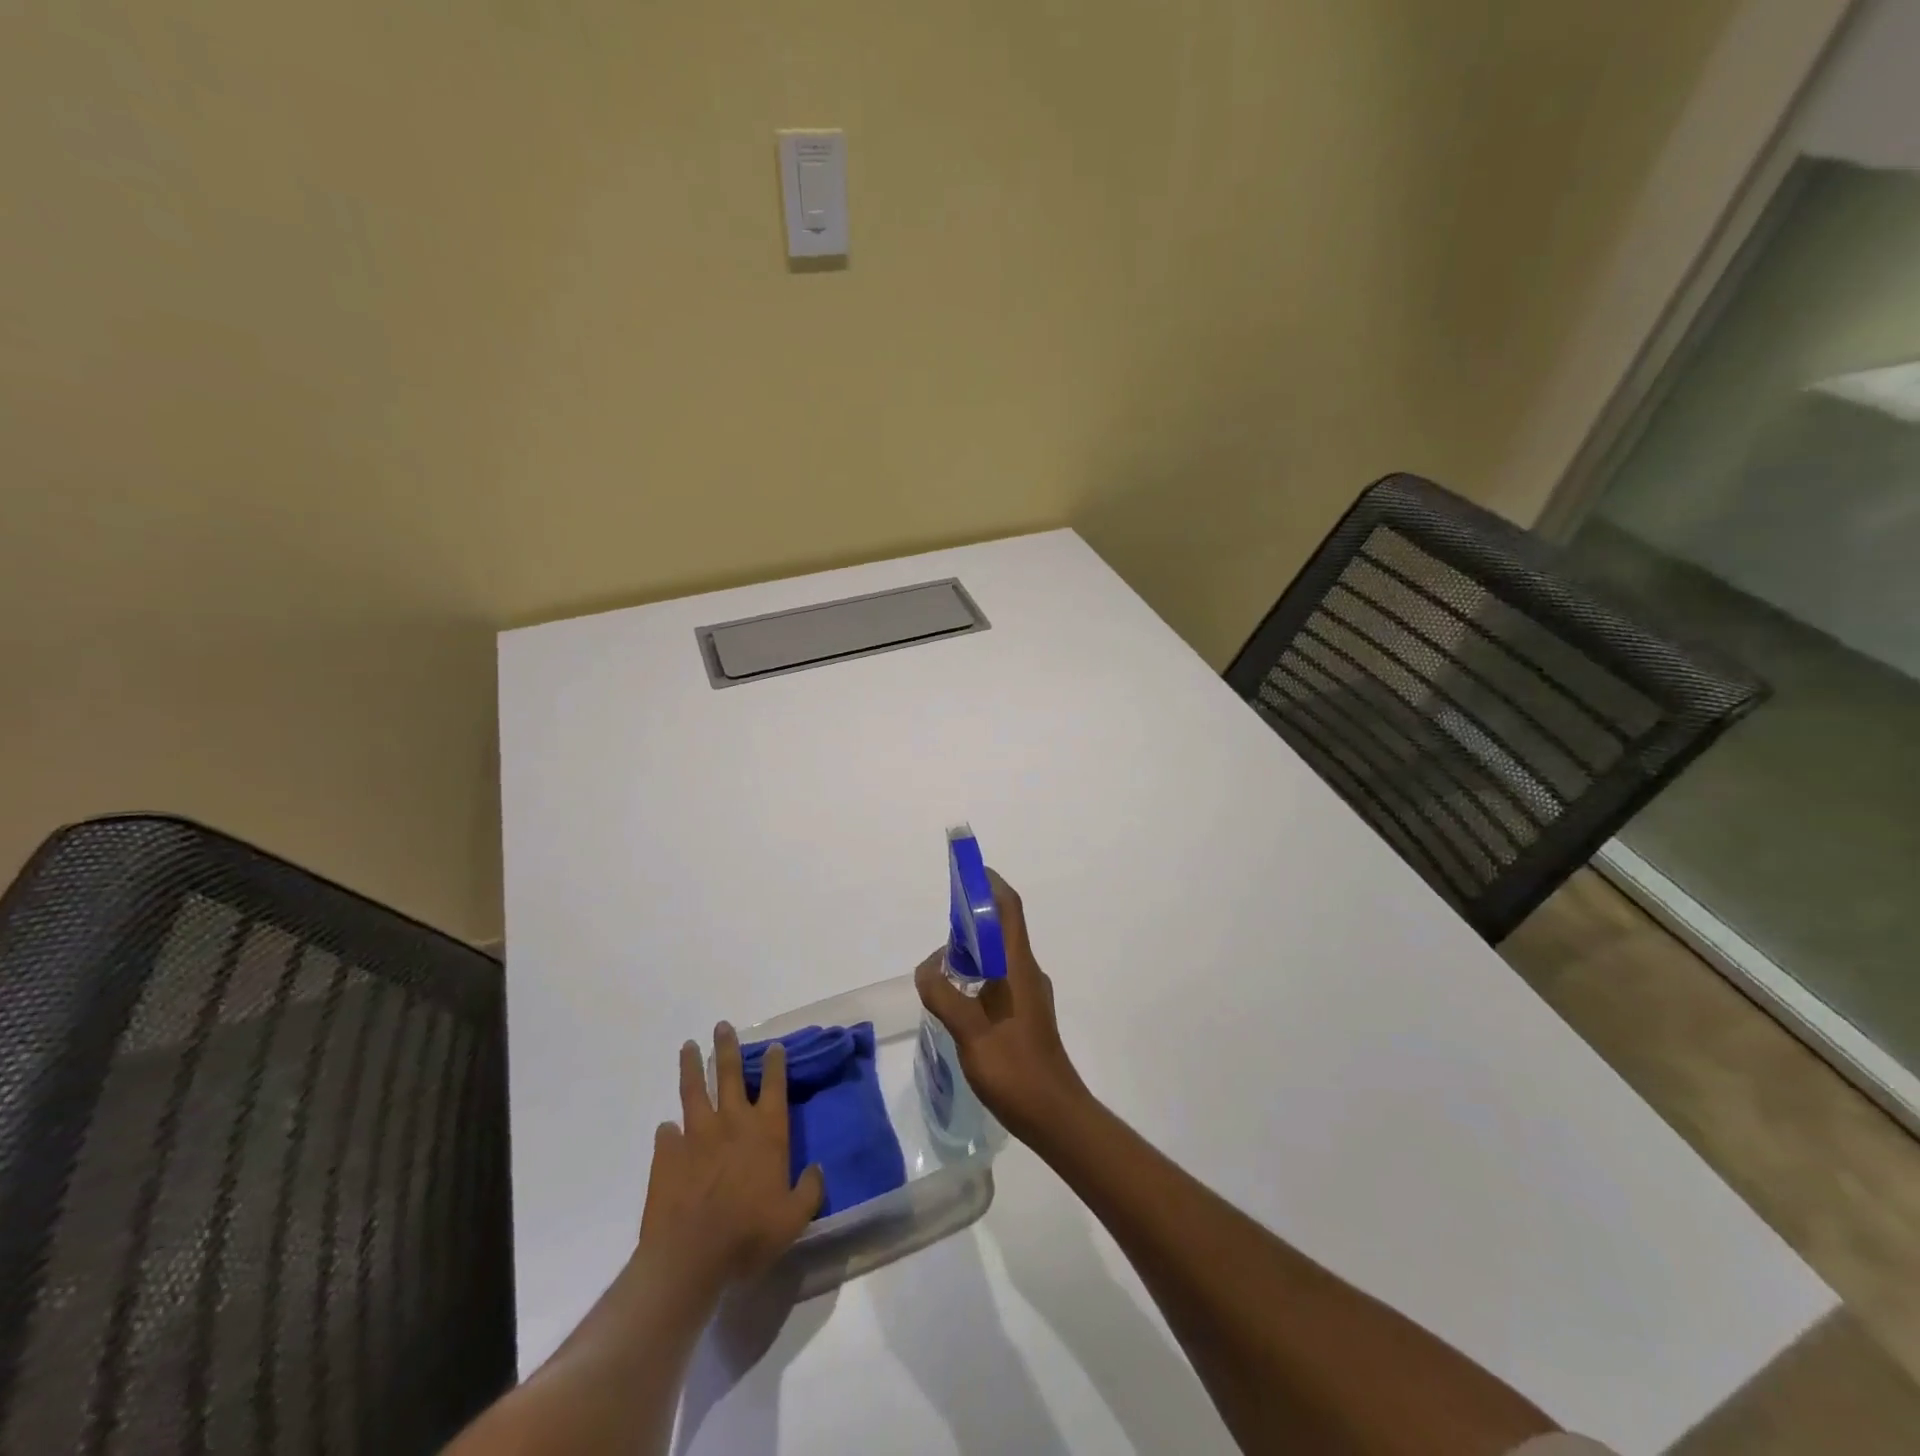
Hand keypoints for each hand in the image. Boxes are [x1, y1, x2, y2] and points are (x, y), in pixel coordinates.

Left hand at [638, 1023, 824, 1295]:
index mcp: (766, 1131)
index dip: (776, 1064)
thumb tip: (817, 1170)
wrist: (689, 1256)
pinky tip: (667, 1128)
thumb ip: (809, 1190)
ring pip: (694, 1090)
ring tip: (688, 1046)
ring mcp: (696, 1135)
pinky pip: (667, 1134)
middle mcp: (732, 1122)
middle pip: (730, 1074)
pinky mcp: (666, 1154)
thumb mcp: (794, 1218)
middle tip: (722, 1026)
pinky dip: (668, 1130)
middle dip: (728, 1047)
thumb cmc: (749, 1234)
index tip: (774, 1046)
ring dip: (692, 1067)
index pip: (774, 1085)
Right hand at [915, 870, 1089, 1141]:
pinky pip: (999, 978)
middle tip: (939, 926)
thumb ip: (943, 994)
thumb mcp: (969, 1031)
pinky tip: (956, 998)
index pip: (1007, 908)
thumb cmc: (1015, 1069)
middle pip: (1000, 929)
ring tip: (940, 964)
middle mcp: (1027, 972)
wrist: (1055, 1116)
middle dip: (972, 917)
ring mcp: (1029, 994)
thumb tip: (927, 967)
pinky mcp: (1026, 1015)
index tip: (967, 871)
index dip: (989, 883)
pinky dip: (977, 974)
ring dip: (972, 948)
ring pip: (998, 956)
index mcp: (1018, 966)